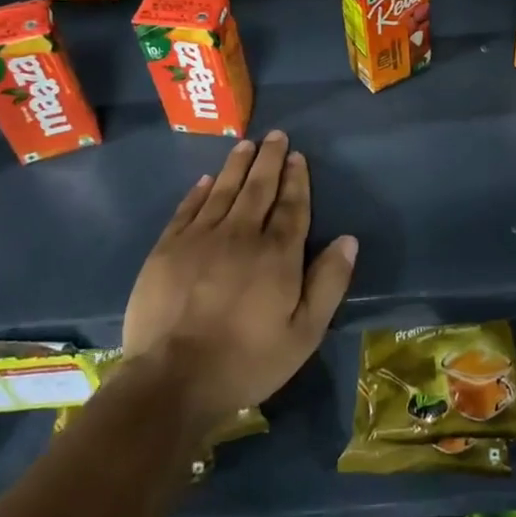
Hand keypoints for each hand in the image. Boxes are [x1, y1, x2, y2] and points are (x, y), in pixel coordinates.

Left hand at [120, 132, 356, 424]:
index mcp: (277, 254)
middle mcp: (241, 235)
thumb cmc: (247, 361)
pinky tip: (207, 179)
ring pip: (223, 190)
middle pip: (259, 188)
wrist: (172, 381)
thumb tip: (348, 240)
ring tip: (246, 144)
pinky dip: (200, 191)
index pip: (292, 206)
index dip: (297, 179)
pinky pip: (187, 209)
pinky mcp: (167, 249)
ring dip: (237, 165)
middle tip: (276, 136)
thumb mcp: (304, 334)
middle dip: (270, 160)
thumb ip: (328, 283)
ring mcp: (200, 239)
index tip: (298, 157)